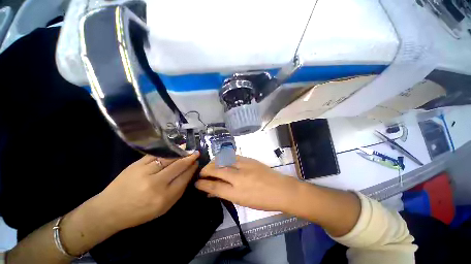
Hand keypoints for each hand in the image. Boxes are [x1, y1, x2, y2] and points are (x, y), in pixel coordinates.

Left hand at [95, 152, 199, 230]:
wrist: (110, 210)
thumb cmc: (139, 212)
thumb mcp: (163, 208)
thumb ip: (178, 191)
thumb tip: (189, 173)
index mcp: (164, 197)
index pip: (184, 177)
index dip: (192, 168)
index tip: (196, 163)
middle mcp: (156, 183)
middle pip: (178, 166)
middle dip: (189, 158)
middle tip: (196, 153)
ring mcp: (145, 172)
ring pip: (168, 158)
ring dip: (180, 153)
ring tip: (188, 149)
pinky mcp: (136, 165)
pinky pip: (156, 155)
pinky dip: (167, 151)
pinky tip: (174, 148)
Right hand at [195, 155, 298, 211]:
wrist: (281, 189)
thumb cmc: (263, 201)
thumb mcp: (243, 202)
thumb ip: (226, 195)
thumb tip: (212, 193)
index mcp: (237, 193)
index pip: (214, 187)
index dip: (203, 184)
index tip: (196, 182)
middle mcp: (239, 177)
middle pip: (216, 170)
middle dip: (206, 171)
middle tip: (201, 173)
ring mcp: (244, 166)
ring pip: (224, 160)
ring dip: (214, 162)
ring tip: (210, 165)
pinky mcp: (249, 159)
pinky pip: (232, 156)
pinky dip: (224, 158)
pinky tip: (222, 160)